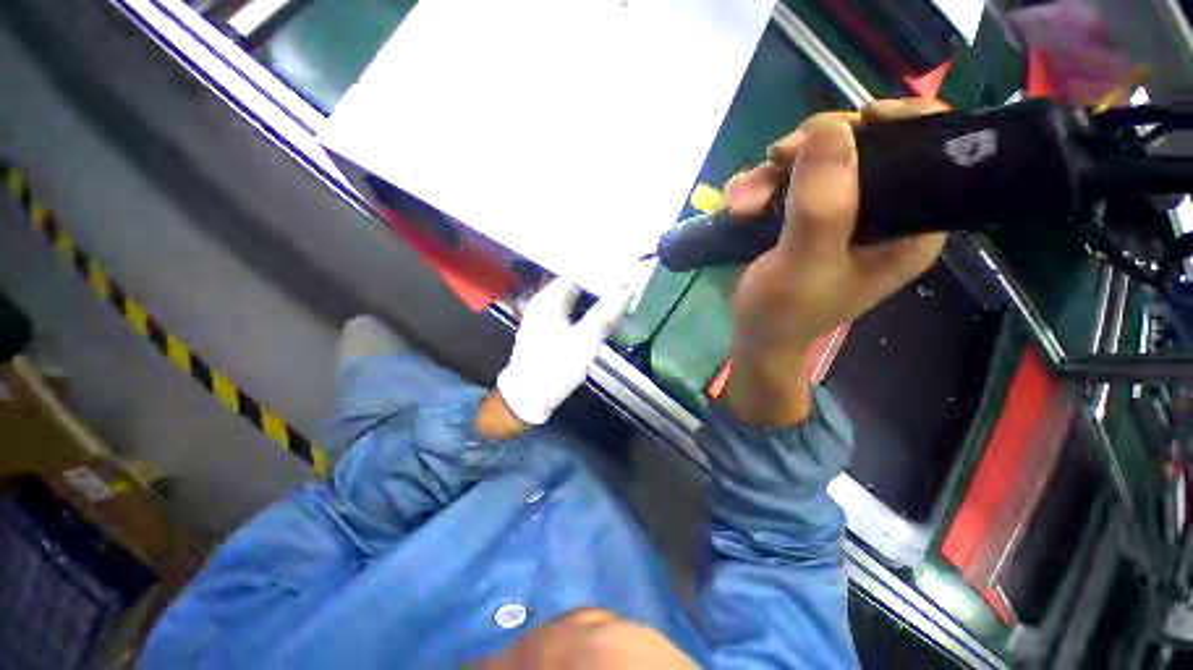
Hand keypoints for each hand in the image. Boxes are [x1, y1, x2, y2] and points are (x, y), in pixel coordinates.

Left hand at [492, 279, 632, 427]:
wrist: (528, 399)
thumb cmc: (554, 368)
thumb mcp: (584, 342)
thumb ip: (605, 314)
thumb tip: (626, 289)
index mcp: (549, 298)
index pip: (576, 270)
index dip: (600, 268)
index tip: (623, 267)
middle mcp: (545, 301)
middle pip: (576, 283)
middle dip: (600, 282)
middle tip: (627, 279)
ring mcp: (546, 316)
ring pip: (576, 298)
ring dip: (596, 296)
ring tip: (620, 293)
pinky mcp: (551, 329)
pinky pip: (573, 311)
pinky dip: (588, 309)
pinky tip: (603, 313)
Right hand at [725, 99, 948, 425]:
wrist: (754, 334)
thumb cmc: (786, 310)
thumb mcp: (806, 260)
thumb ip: (823, 202)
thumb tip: (830, 126)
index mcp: (909, 225)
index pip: (928, 151)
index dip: (899, 122)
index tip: (855, 121)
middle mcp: (881, 211)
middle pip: (863, 146)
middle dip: (813, 149)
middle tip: (775, 158)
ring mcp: (838, 211)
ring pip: (816, 160)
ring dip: (773, 171)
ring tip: (742, 200)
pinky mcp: (803, 216)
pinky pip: (787, 179)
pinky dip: (759, 185)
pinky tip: (737, 204)